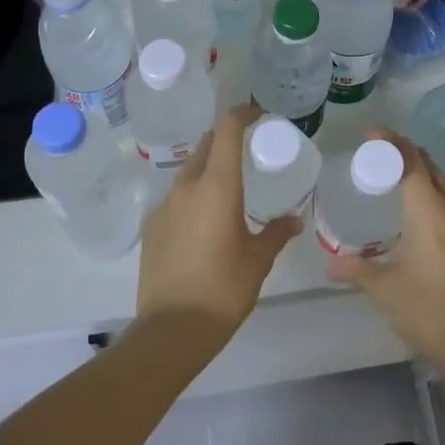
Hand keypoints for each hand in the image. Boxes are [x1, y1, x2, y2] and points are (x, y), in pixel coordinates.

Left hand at [135, 103, 301, 347]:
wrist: (171, 330)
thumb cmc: (224, 289)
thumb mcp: (258, 260)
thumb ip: (276, 233)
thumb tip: (294, 220)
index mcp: (217, 187)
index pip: (226, 130)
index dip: (242, 114)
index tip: (258, 115)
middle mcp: (186, 187)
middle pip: (205, 145)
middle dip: (225, 140)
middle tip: (247, 152)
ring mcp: (163, 206)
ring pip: (188, 171)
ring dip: (207, 169)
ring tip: (227, 190)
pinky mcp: (150, 227)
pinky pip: (175, 198)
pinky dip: (192, 196)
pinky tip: (203, 223)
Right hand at [327, 132, 444, 380]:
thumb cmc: (429, 312)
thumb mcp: (385, 290)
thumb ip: (356, 269)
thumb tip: (329, 264)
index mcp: (429, 211)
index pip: (410, 161)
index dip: (391, 142)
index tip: (372, 134)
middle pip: (431, 167)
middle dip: (408, 153)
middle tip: (383, 154)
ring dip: (428, 174)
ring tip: (406, 180)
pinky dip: (443, 197)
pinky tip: (433, 217)